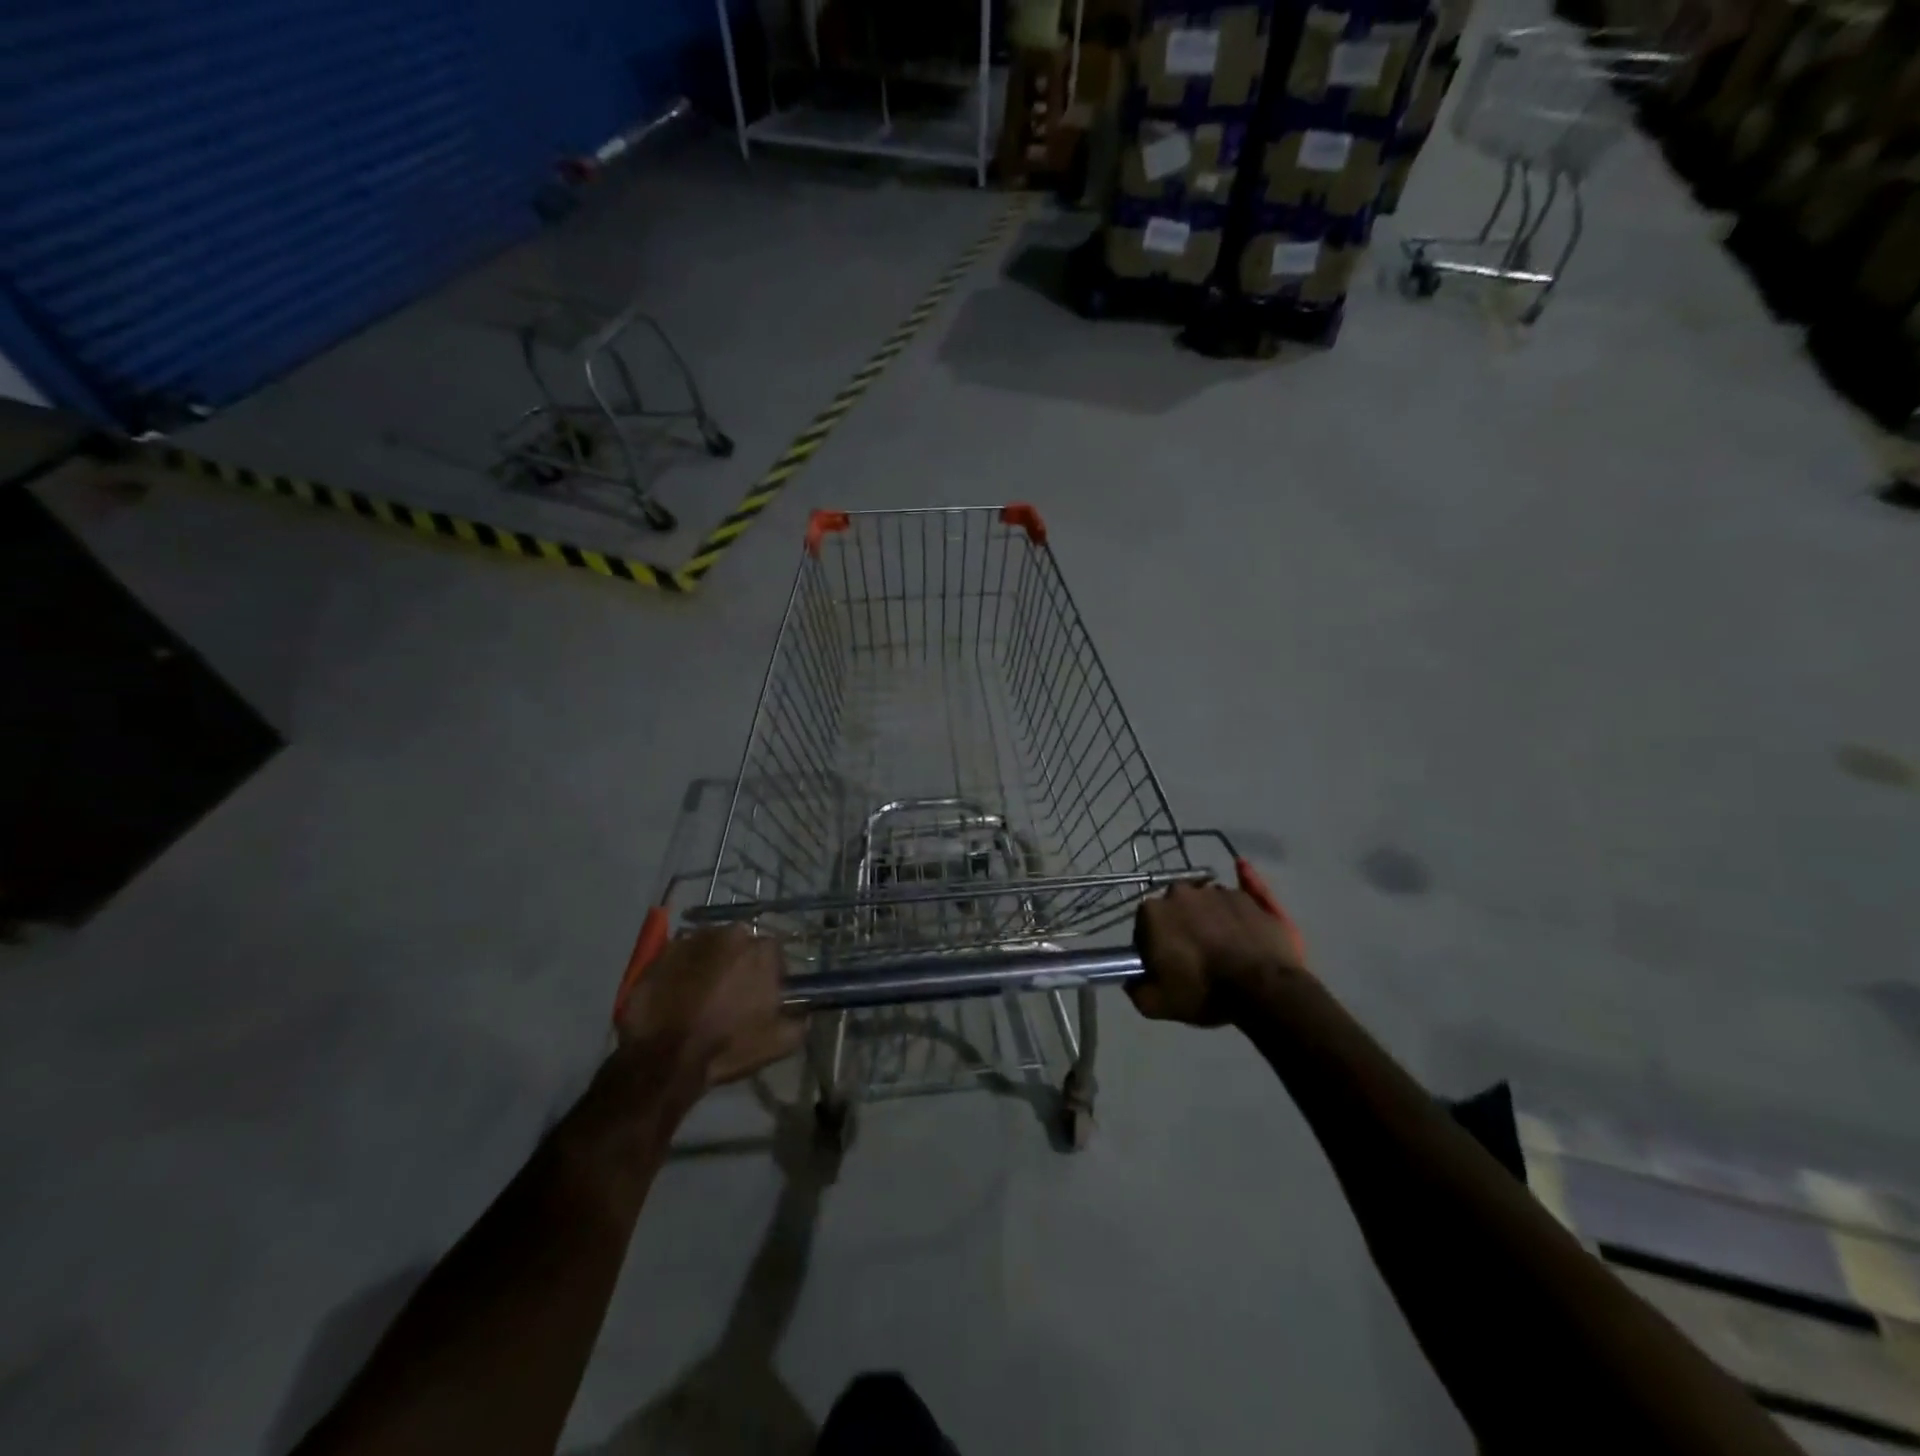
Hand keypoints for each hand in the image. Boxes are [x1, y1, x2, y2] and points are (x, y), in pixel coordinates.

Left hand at [616, 927, 804, 1086]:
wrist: (663, 1059)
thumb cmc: (726, 1047)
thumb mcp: (778, 1043)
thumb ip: (799, 1022)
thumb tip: (803, 1013)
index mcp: (762, 951)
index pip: (774, 954)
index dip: (769, 975)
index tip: (761, 996)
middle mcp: (730, 934)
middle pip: (740, 945)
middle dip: (738, 964)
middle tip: (730, 994)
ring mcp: (693, 940)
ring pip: (710, 947)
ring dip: (710, 964)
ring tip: (700, 995)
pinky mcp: (662, 952)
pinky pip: (680, 956)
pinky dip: (682, 970)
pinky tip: (676, 995)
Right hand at [1129, 882, 1309, 1026]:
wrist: (1263, 988)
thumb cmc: (1203, 992)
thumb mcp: (1156, 1004)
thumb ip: (1136, 988)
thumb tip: (1132, 979)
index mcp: (1154, 912)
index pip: (1145, 925)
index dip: (1154, 945)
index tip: (1166, 964)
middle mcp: (1182, 892)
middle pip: (1176, 907)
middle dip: (1181, 925)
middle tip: (1194, 955)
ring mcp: (1218, 891)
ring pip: (1207, 901)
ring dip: (1210, 916)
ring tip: (1225, 944)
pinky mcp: (1250, 896)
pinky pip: (1243, 886)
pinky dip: (1243, 882)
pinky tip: (1242, 868)